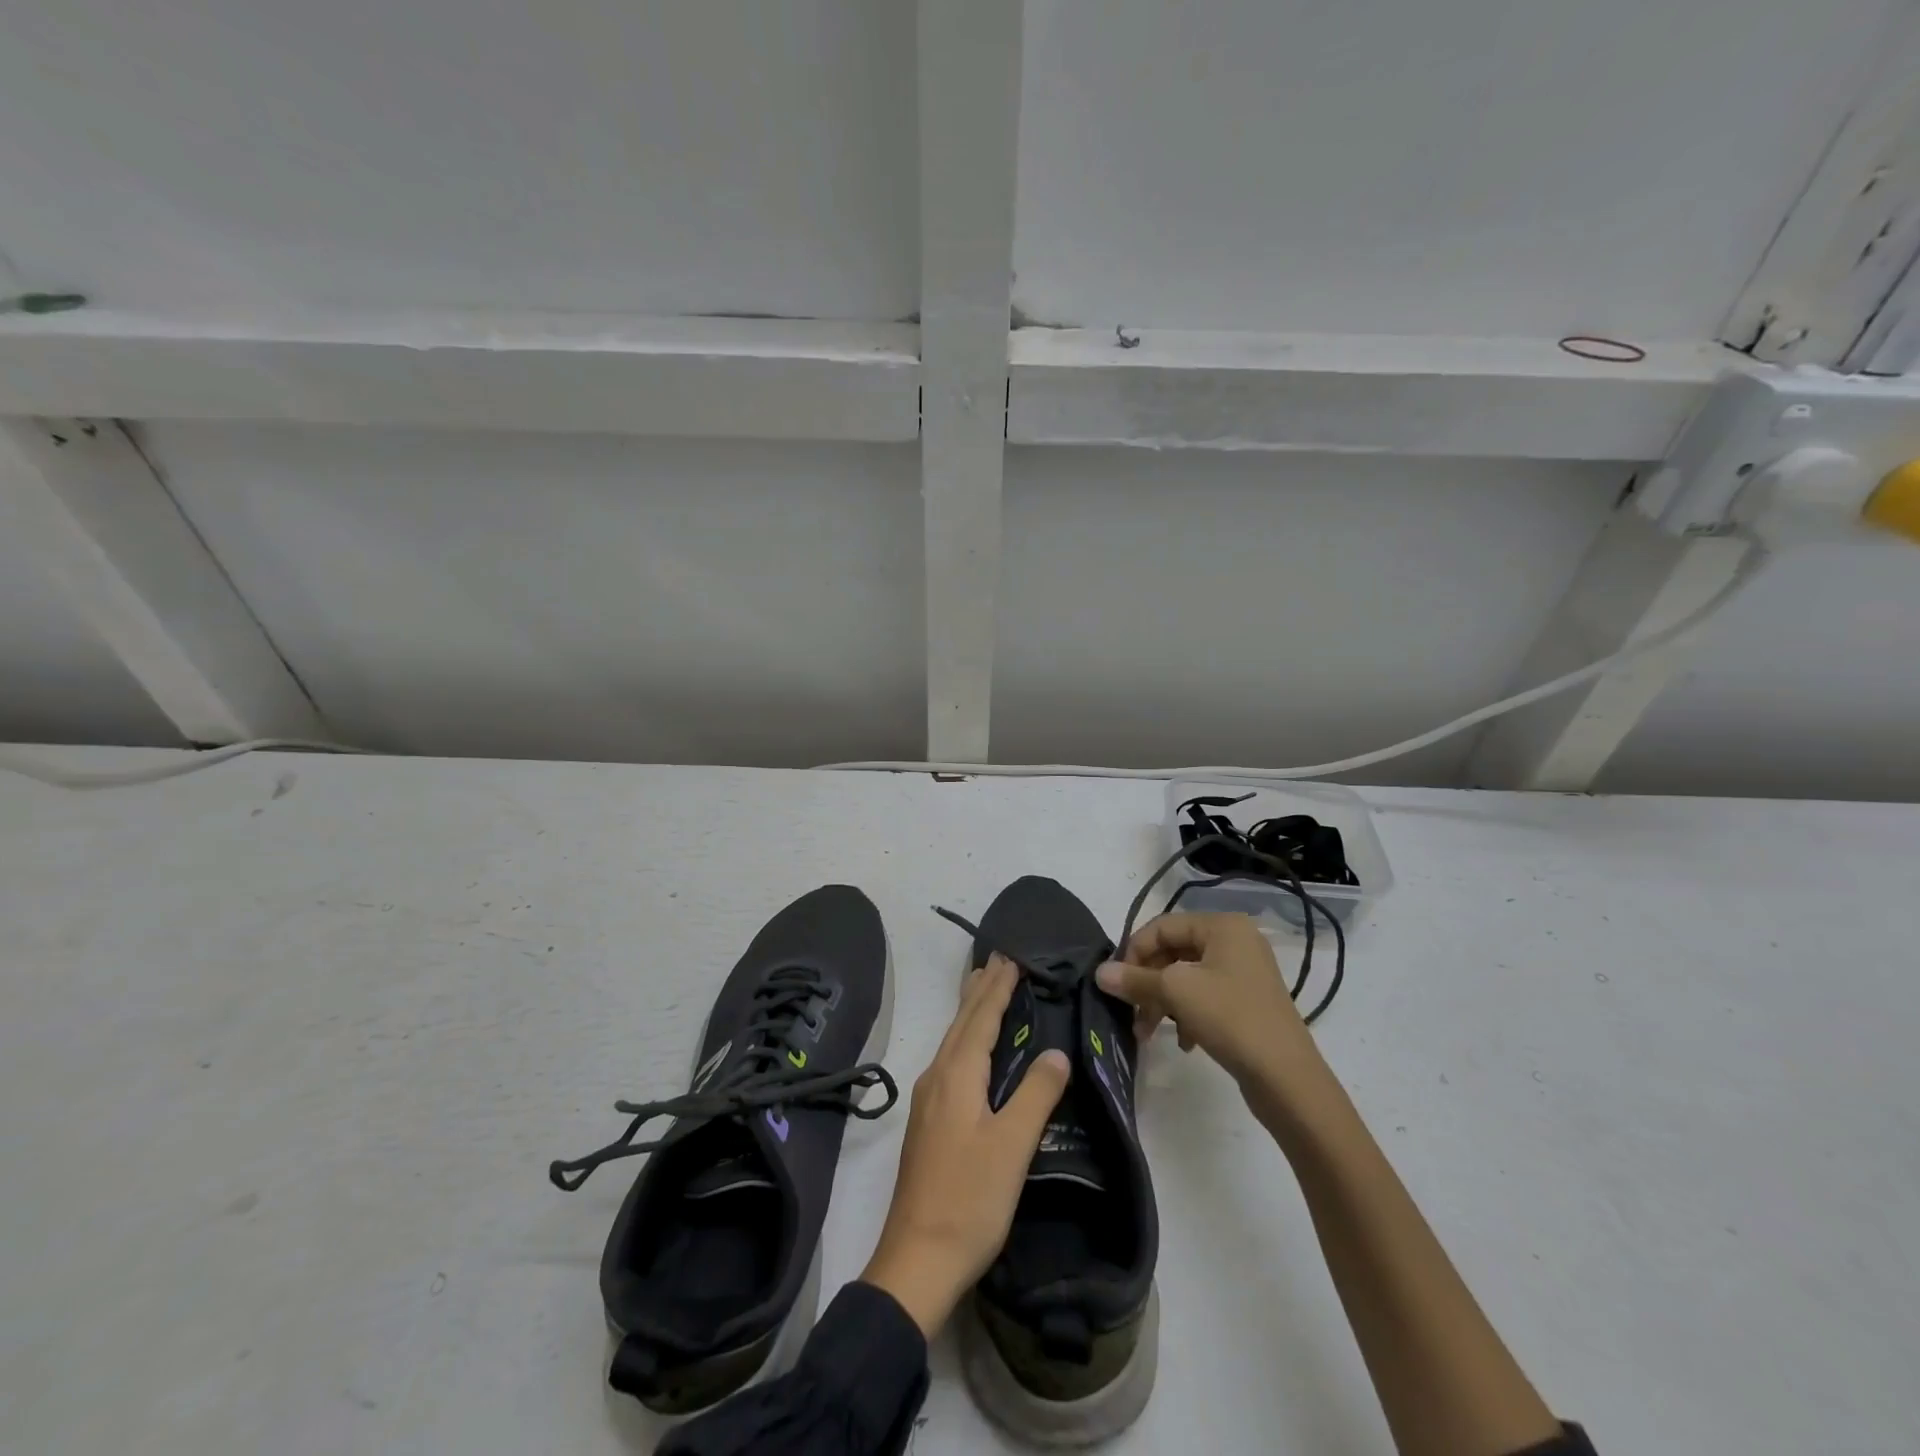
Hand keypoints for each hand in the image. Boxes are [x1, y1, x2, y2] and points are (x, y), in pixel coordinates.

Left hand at [860, 956, 1070, 1337]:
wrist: (917, 1259)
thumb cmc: (969, 1199)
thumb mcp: (1011, 1146)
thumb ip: (1035, 1095)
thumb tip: (1057, 1052)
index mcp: (956, 1076)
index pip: (980, 1019)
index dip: (998, 989)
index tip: (1011, 959)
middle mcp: (937, 1078)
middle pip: (961, 1023)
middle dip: (981, 991)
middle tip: (998, 960)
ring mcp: (928, 1101)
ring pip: (952, 1041)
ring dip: (970, 1012)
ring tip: (984, 989)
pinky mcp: (928, 1122)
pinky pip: (949, 1060)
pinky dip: (965, 1038)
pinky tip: (970, 1050)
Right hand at [1096, 910, 1325, 1094]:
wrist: (1288, 1078)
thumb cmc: (1230, 1018)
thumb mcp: (1176, 993)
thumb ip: (1135, 979)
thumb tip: (1099, 972)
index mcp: (1222, 926)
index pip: (1162, 926)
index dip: (1134, 951)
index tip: (1117, 983)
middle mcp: (1235, 941)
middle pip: (1173, 952)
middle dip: (1148, 983)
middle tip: (1131, 1012)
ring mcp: (1244, 972)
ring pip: (1186, 978)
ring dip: (1162, 1002)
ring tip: (1148, 1033)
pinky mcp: (1247, 1001)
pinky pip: (1205, 997)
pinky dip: (1186, 1015)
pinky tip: (1185, 1042)